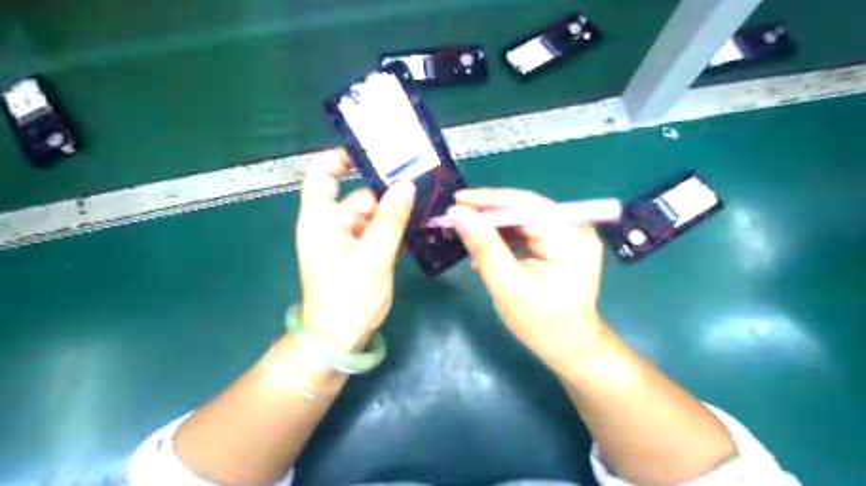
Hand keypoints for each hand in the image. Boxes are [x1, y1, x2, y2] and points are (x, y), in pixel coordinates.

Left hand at [296, 151, 412, 351]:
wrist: (341, 339)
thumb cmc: (348, 297)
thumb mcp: (372, 257)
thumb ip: (390, 220)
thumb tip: (406, 184)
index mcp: (322, 219)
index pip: (322, 175)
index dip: (341, 158)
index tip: (373, 151)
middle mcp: (334, 223)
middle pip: (361, 195)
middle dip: (389, 189)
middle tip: (423, 178)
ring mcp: (351, 239)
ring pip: (377, 214)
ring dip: (399, 211)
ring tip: (430, 200)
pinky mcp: (364, 252)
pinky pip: (382, 231)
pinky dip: (398, 228)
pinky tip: (422, 225)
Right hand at [446, 189, 606, 365]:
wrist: (570, 347)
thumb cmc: (540, 322)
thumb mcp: (506, 284)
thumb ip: (483, 245)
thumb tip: (458, 213)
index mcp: (569, 237)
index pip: (525, 204)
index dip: (489, 200)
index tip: (456, 201)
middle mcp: (577, 228)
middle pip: (526, 208)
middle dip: (489, 213)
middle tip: (456, 216)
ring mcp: (573, 234)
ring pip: (526, 218)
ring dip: (495, 226)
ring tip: (466, 234)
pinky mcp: (565, 243)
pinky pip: (531, 230)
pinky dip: (507, 237)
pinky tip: (487, 250)